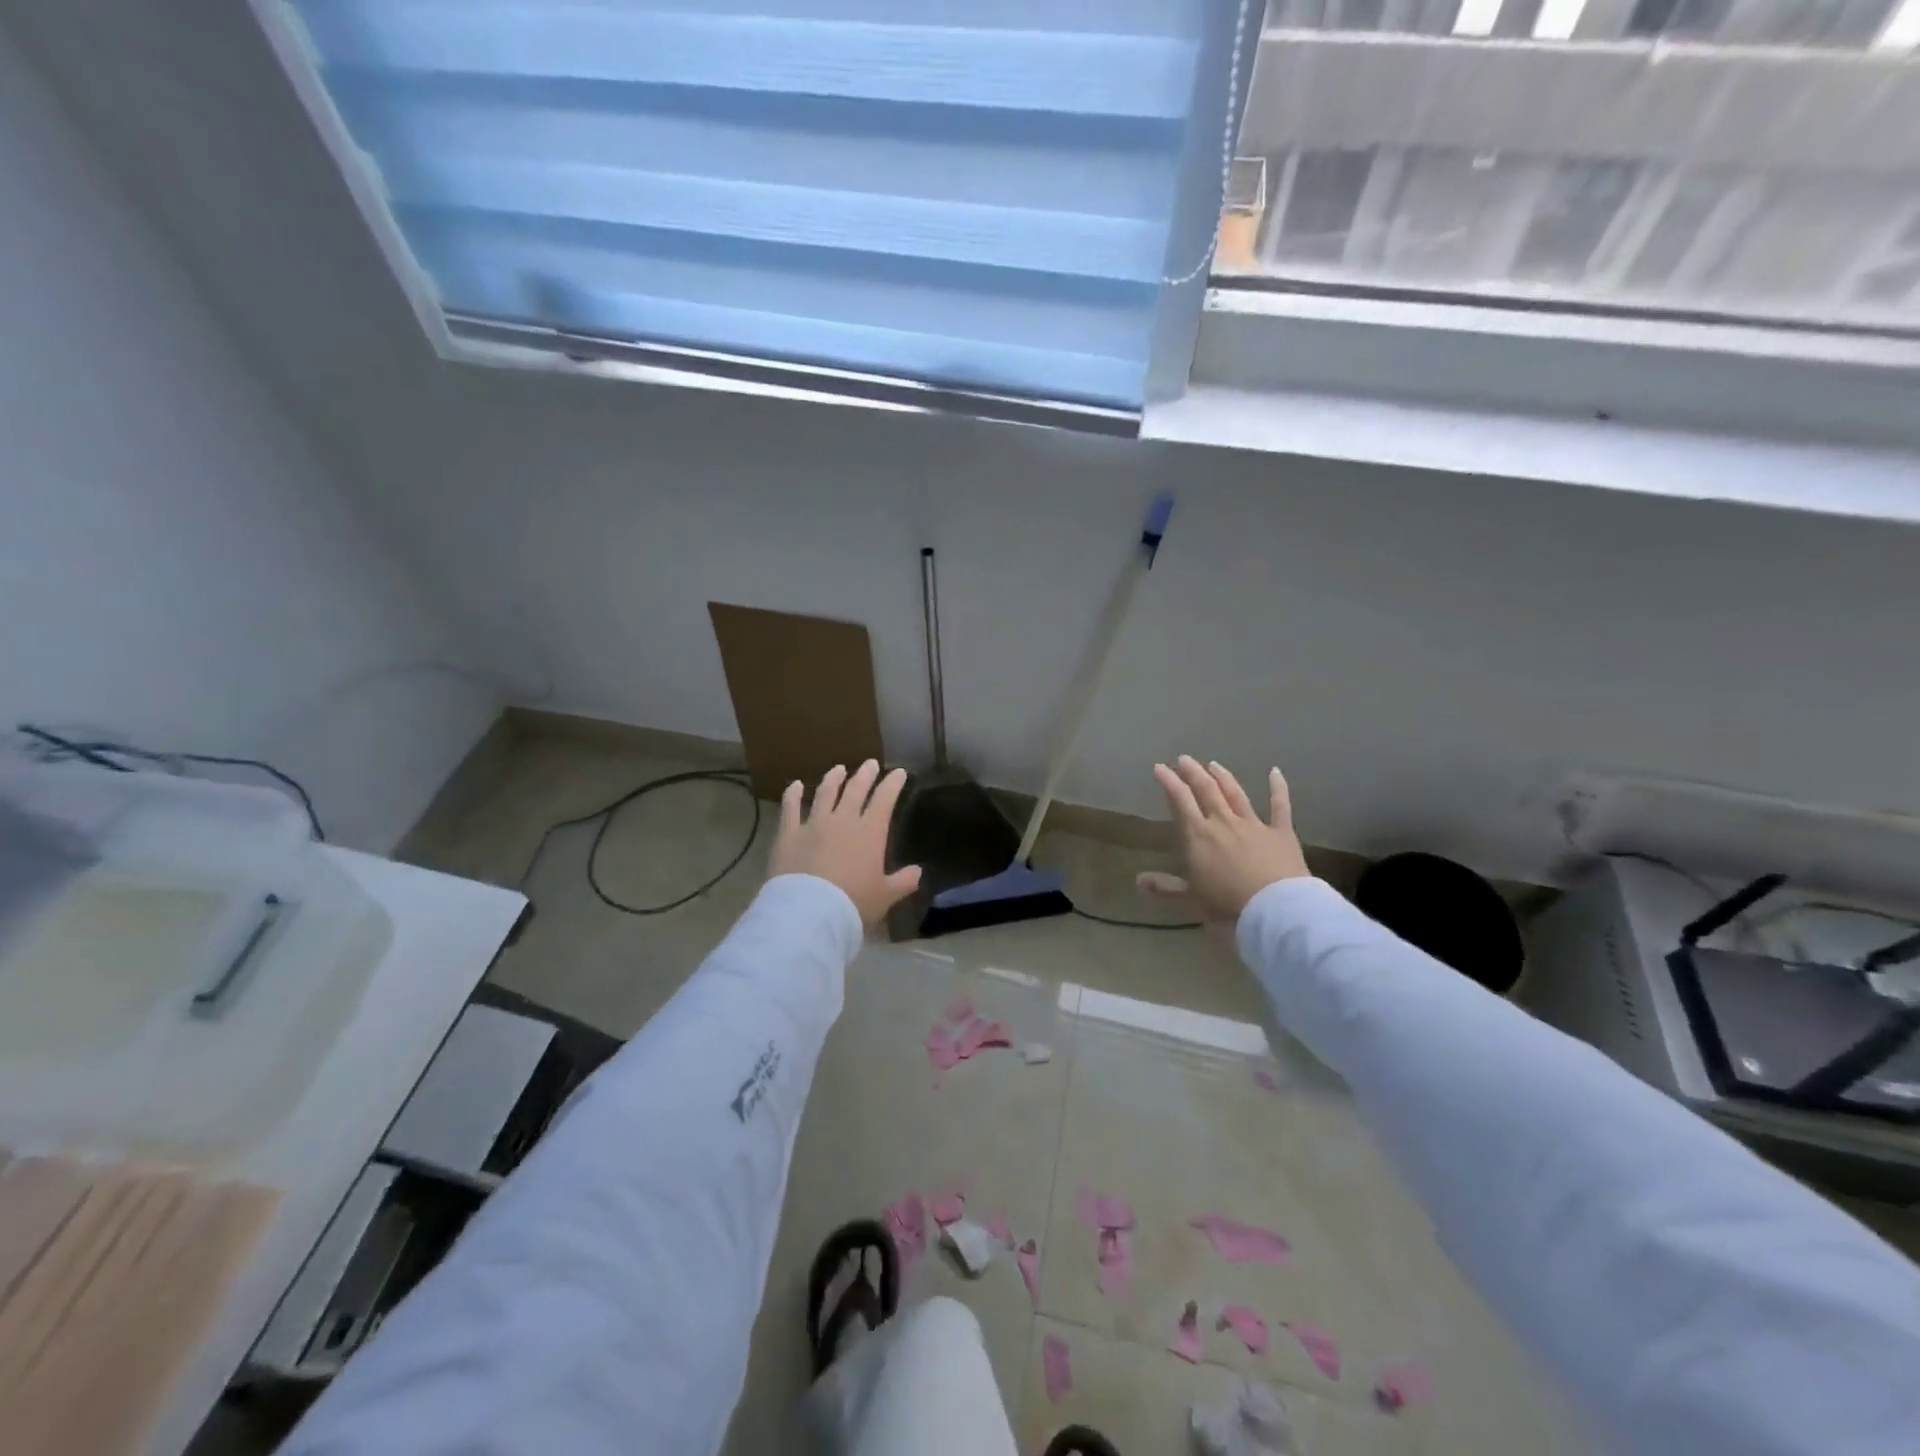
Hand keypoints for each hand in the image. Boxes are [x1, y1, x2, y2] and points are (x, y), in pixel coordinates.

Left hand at [769, 760, 921, 930]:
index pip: (884, 800)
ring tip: (838, 768)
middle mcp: (842, 821)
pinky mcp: (788, 834)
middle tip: (870, 763)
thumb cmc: (853, 904)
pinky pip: (790, 809)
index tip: (898, 772)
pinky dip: (793, 795)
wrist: (809, 912)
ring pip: (825, 794)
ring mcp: (813, 824)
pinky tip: (796, 785)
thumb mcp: (885, 896)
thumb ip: (903, 882)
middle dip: (865, 775)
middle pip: (855, 790)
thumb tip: (918, 872)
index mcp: (870, 832)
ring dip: (833, 779)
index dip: (892, 784)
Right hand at [1138, 756, 1308, 924]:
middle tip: (1184, 759)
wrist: (1274, 910)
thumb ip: (1166, 886)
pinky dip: (1277, 788)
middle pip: (1206, 791)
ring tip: (1214, 764)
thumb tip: (1137, 880)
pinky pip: (1280, 806)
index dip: (1169, 782)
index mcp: (1198, 835)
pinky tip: (1275, 772)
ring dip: (1224, 777)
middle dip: (1193, 773)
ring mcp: (1254, 825)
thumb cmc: (1227, 906)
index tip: (1160, 767)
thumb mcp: (1191, 899)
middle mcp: (1223, 822)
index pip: (1180, 801)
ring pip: (1236, 794)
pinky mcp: (1281, 833)